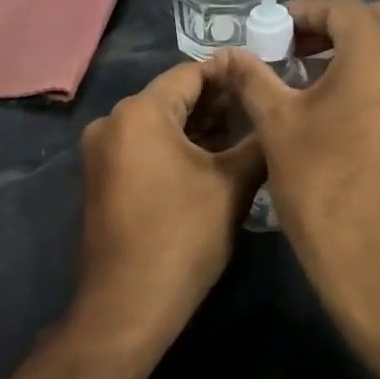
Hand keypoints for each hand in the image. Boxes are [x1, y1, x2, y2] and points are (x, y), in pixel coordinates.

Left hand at [75, 60, 265, 341]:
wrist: (128, 305)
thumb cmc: (183, 236)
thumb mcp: (232, 184)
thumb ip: (258, 140)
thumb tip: (276, 114)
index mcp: (139, 112)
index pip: (191, 73)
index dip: (230, 73)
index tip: (265, 76)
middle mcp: (112, 122)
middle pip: (173, 96)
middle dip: (218, 101)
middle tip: (261, 105)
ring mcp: (103, 152)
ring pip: (160, 123)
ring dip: (200, 125)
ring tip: (246, 130)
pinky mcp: (103, 178)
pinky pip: (145, 146)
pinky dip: (177, 145)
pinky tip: (214, 156)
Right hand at [210, 0, 379, 321]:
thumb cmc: (324, 185)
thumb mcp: (277, 126)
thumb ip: (252, 78)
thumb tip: (228, 55)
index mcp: (379, 53)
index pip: (342, 7)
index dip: (302, 12)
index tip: (270, 30)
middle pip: (374, 19)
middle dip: (330, 25)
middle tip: (290, 48)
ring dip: (353, 47)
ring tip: (307, 74)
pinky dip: (372, 72)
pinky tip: (336, 104)